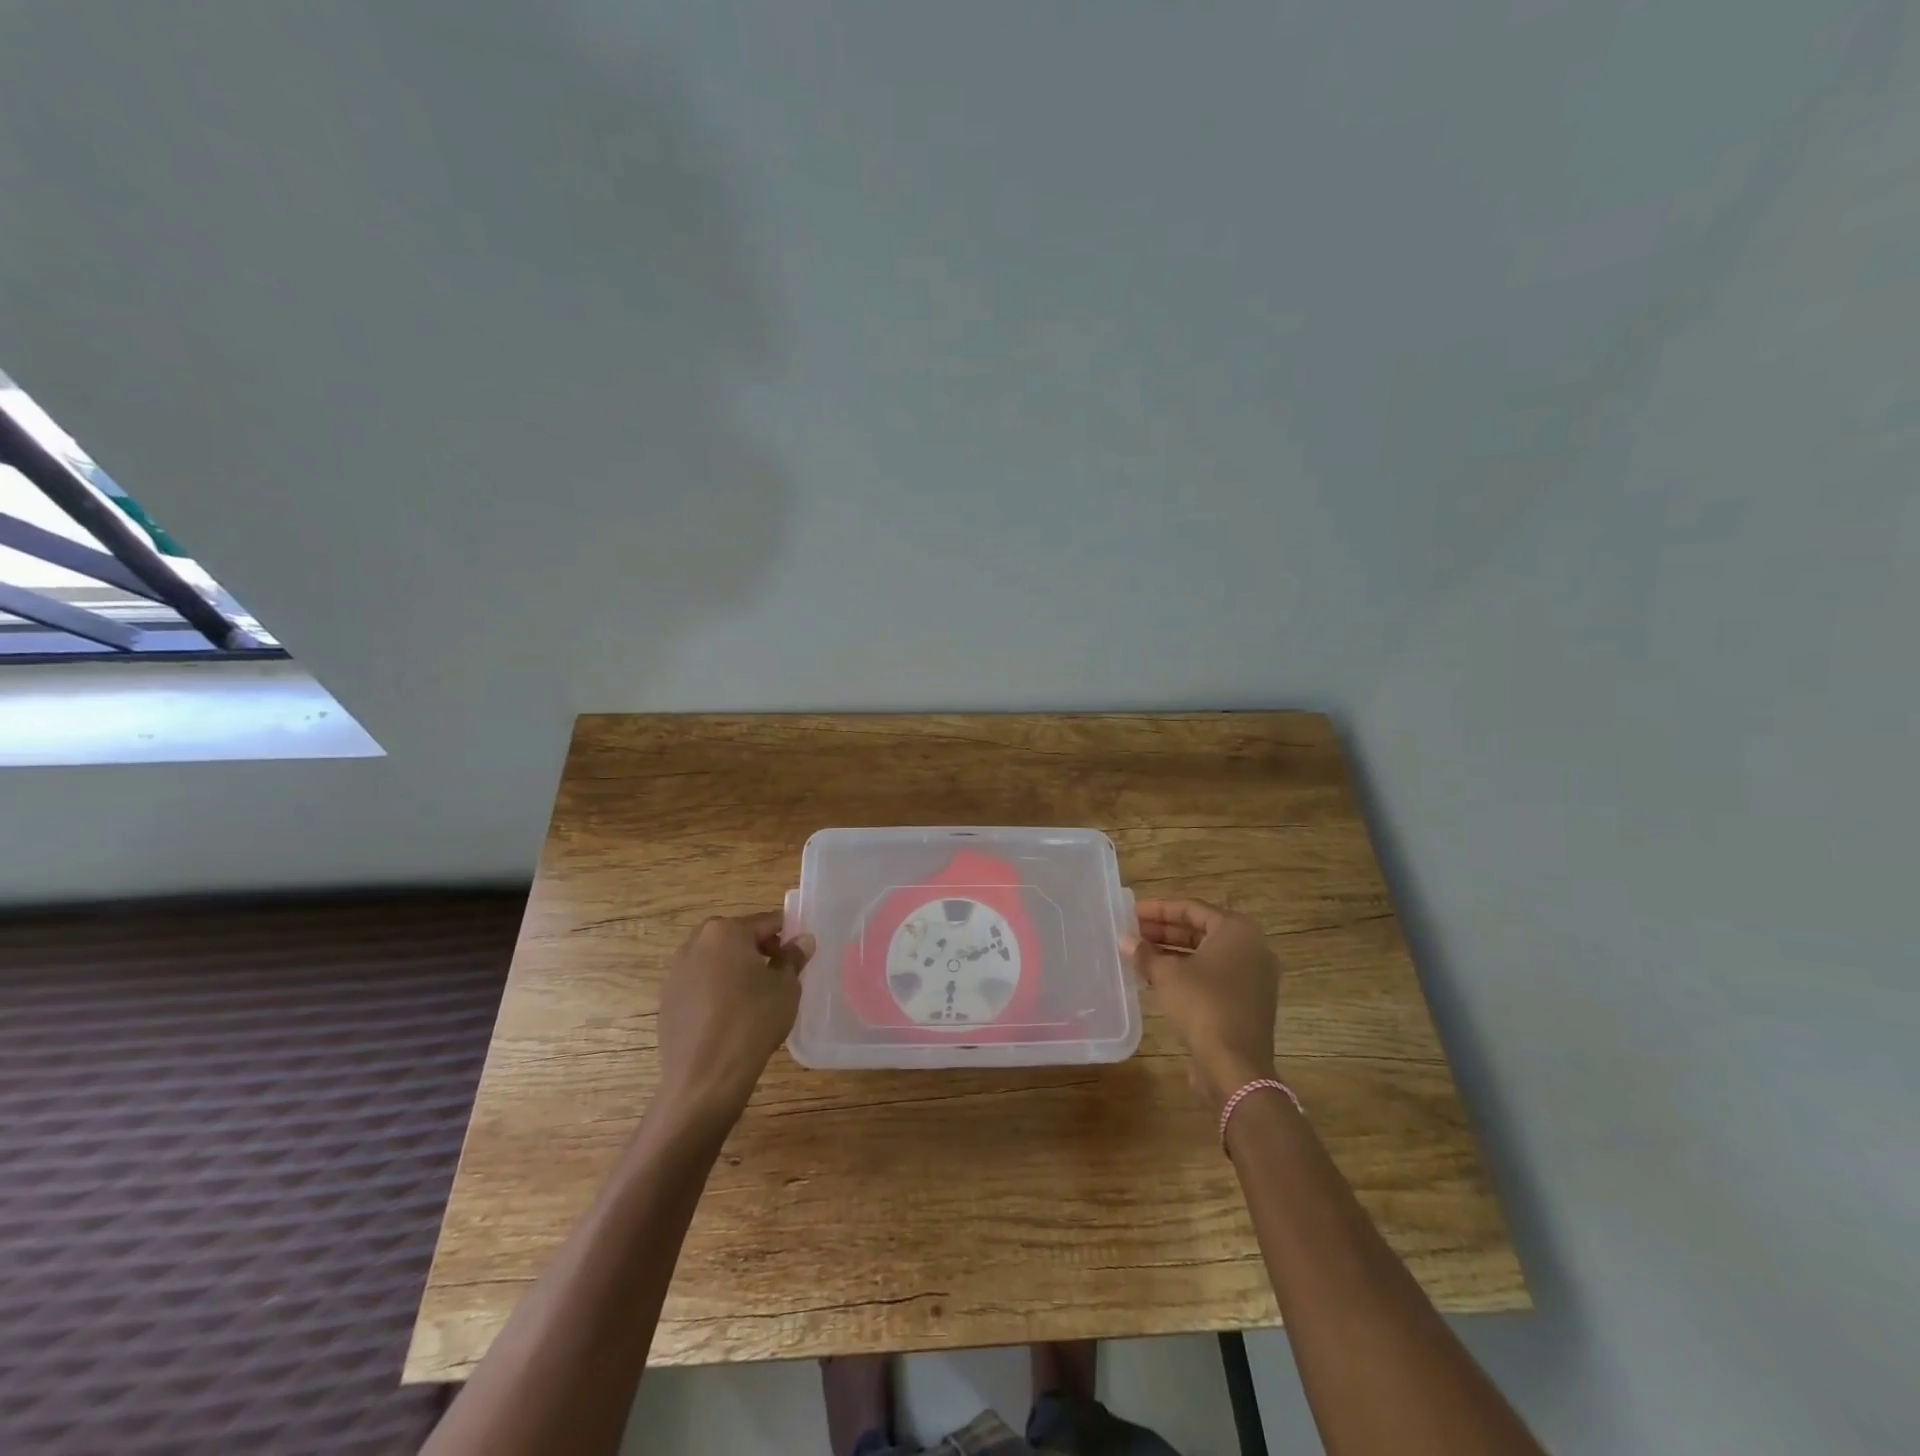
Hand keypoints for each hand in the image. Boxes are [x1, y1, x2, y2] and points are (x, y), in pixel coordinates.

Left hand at [655, 911, 813, 1130]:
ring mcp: (676, 972)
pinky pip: (700, 984)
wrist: (705, 1077)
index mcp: (725, 931)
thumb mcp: (785, 987)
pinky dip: (716, 990)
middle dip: (758, 949)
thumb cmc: (752, 1021)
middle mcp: (696, 943)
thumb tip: (802, 940)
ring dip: (735, 968)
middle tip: (778, 974)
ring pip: (715, 960)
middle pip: (736, 937)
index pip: (765, 922)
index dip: (787, 934)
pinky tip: (730, 1015)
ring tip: (755, 996)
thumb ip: (793, 958)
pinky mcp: (667, 1000)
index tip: (799, 952)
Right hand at [1127, 898, 1279, 1110]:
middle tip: (1133, 932)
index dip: (1158, 909)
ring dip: (1173, 952)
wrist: (1235, 1066)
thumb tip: (1125, 941)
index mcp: (1237, 931)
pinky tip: (1158, 978)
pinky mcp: (1248, 1002)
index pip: (1192, 908)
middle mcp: (1252, 948)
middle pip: (1201, 930)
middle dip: (1164, 931)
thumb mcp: (1167, 974)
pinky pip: (1214, 976)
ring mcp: (1254, 977)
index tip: (1131, 912)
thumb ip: (1145, 953)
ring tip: (1140, 954)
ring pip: (1207, 954)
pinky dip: (1188, 972)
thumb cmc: (1202, 1005)